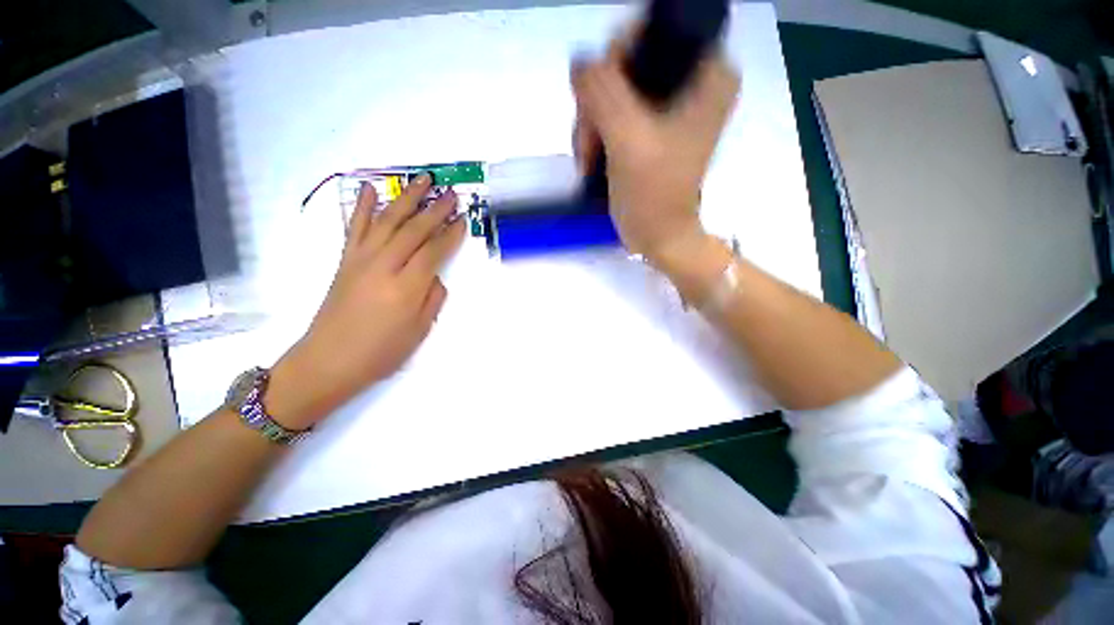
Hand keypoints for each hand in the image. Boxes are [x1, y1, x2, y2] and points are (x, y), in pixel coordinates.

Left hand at [267, 175, 466, 429]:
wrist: (329, 360)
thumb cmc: (381, 352)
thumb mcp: (419, 331)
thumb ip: (433, 298)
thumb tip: (434, 276)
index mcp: (407, 288)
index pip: (434, 252)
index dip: (451, 235)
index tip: (463, 220)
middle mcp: (384, 266)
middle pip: (414, 230)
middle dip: (436, 210)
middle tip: (451, 194)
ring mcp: (361, 260)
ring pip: (387, 221)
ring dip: (407, 199)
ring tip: (422, 181)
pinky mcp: (345, 260)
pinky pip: (355, 227)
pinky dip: (362, 206)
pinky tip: (369, 188)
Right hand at [570, 41, 739, 266]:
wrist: (657, 237)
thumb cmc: (652, 195)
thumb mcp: (628, 139)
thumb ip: (602, 90)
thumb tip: (581, 62)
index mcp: (708, 73)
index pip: (655, 29)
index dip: (617, 58)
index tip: (601, 100)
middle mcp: (694, 80)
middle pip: (629, 60)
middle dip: (598, 101)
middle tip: (589, 140)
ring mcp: (671, 105)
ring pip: (614, 87)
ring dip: (592, 122)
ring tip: (588, 158)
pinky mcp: (652, 126)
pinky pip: (613, 110)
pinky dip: (596, 132)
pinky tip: (591, 157)